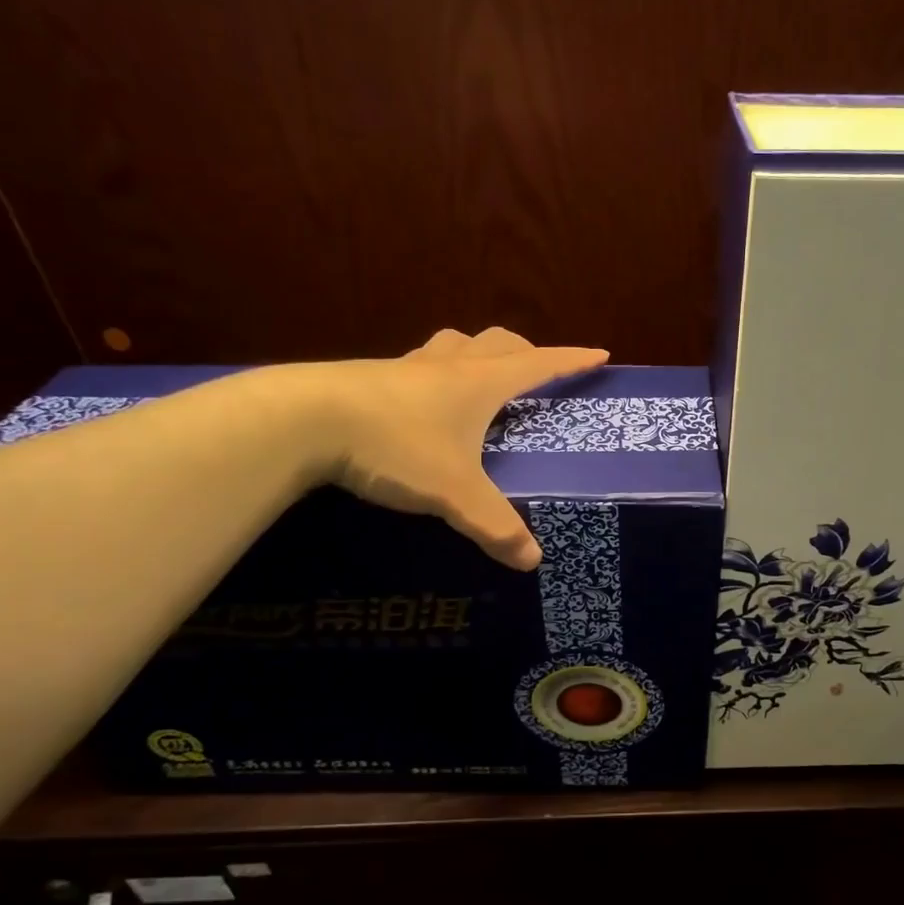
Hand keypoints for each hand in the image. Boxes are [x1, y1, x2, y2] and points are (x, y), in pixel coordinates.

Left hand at [291, 327, 606, 570]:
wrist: (303, 419)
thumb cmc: (395, 446)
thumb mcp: (454, 492)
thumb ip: (495, 525)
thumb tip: (532, 561)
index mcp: (480, 384)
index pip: (538, 364)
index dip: (571, 360)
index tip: (599, 355)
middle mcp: (448, 367)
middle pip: (498, 343)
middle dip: (525, 352)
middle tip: (537, 370)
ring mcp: (406, 368)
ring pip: (454, 345)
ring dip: (476, 354)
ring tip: (480, 378)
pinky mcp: (371, 378)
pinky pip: (418, 366)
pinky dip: (435, 374)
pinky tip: (423, 402)